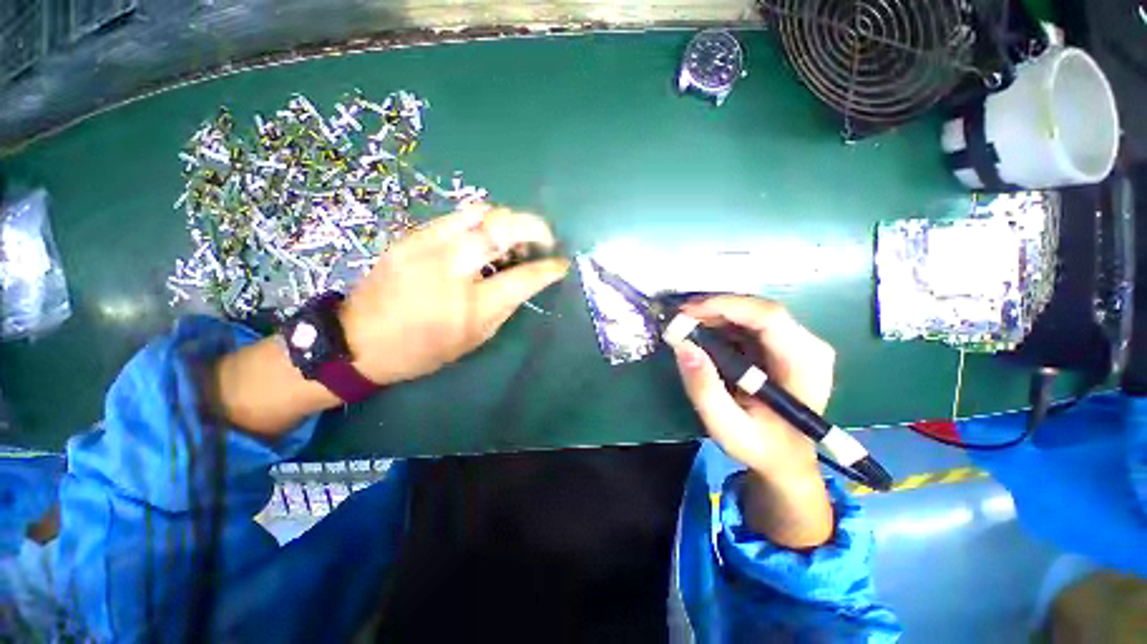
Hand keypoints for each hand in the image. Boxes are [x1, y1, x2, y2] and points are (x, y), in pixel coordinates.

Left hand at [340, 204, 569, 385]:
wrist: (360, 340)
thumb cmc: (424, 349)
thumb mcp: (475, 338)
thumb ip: (505, 305)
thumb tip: (527, 280)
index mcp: (471, 306)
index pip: (523, 278)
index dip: (549, 268)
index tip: (561, 264)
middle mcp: (452, 268)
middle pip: (502, 228)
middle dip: (534, 227)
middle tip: (543, 239)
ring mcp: (428, 246)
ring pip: (480, 212)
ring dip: (507, 220)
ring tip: (513, 237)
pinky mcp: (412, 236)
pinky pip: (456, 216)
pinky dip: (480, 221)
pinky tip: (482, 237)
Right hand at [670, 296, 834, 547]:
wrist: (786, 458)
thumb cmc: (760, 446)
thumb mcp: (727, 427)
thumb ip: (704, 389)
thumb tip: (683, 346)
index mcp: (804, 364)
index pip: (768, 317)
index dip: (725, 306)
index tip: (686, 312)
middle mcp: (808, 345)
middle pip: (758, 309)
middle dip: (714, 309)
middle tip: (680, 318)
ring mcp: (797, 342)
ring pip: (751, 312)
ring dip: (715, 315)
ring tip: (686, 326)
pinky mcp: (783, 344)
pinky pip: (749, 322)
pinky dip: (721, 323)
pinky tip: (702, 334)